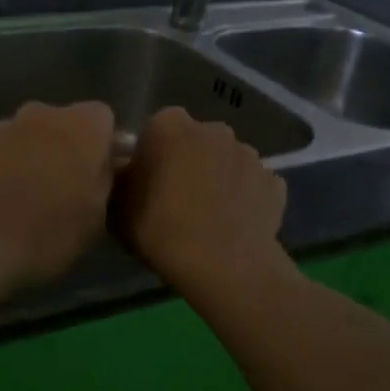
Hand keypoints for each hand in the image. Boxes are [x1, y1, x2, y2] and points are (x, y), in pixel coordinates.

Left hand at [0, 101, 116, 291]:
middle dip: (66, 150)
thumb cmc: (49, 231)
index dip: (105, 146)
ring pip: (26, 139)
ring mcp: (0, 130)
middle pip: (61, 125)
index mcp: (82, 125)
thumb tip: (103, 167)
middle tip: (68, 190)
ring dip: (31, 159)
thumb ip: (104, 181)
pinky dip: (1, 174)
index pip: (103, 119)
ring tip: (30, 202)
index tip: (103, 176)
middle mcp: (40, 114)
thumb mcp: (97, 216)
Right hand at [113, 107, 288, 298]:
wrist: (222, 265)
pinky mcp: (274, 183)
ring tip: (208, 216)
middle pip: (195, 141)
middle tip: (175, 200)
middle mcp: (213, 129)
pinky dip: (245, 199)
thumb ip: (118, 177)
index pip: (156, 129)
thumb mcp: (115, 205)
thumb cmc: (159, 229)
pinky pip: (253, 186)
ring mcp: (249, 155)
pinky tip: (234, 224)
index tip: (146, 183)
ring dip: (218, 179)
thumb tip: (124, 170)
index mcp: (170, 125)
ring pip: (226, 162)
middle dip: (187, 162)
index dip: (151, 155)